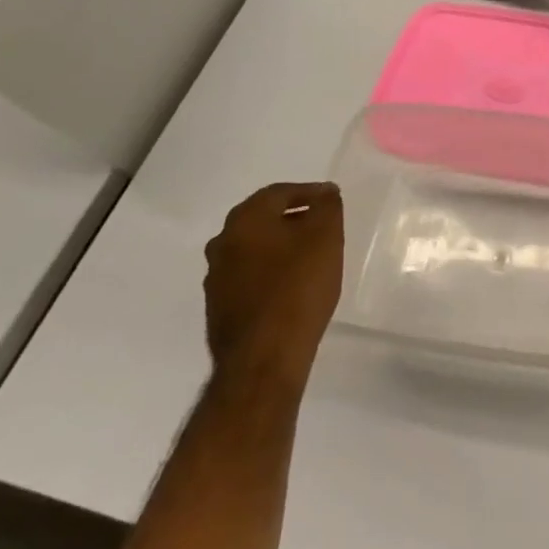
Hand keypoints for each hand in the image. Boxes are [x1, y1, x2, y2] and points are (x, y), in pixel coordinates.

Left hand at [202, 182, 343, 392]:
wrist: (263, 357)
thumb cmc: (298, 287)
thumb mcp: (326, 237)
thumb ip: (326, 207)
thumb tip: (325, 193)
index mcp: (245, 220)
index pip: (278, 192)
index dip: (308, 192)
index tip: (331, 199)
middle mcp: (222, 243)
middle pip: (262, 219)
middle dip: (292, 218)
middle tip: (321, 225)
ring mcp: (216, 277)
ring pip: (253, 249)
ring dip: (280, 246)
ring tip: (310, 256)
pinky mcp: (219, 307)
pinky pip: (249, 277)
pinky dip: (270, 272)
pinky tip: (292, 286)